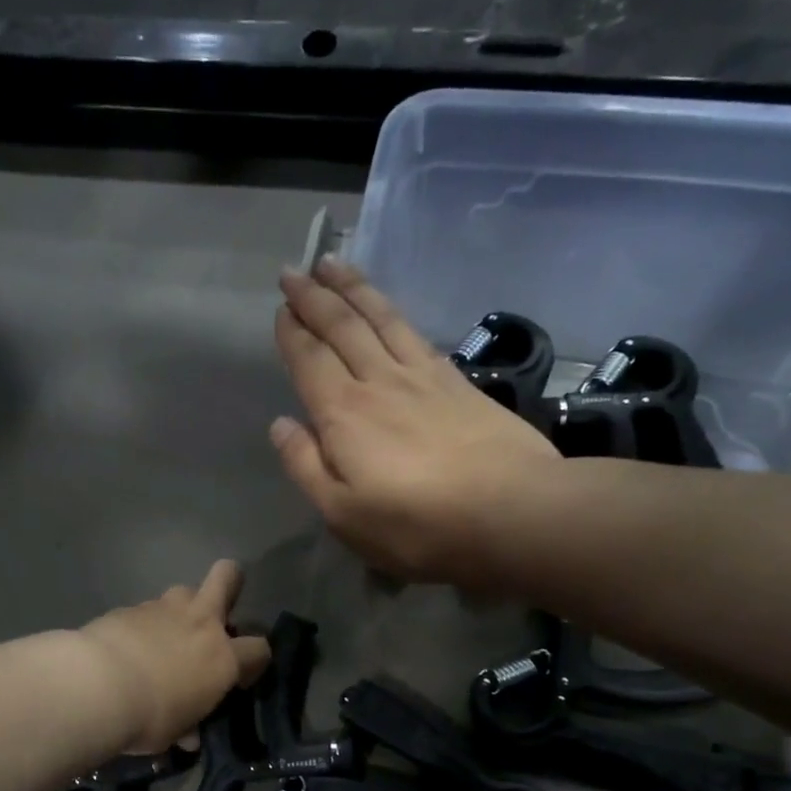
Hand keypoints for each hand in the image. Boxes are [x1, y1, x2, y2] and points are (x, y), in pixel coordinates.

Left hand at [80, 561, 271, 752]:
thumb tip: (188, 736)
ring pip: (184, 590)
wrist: (96, 686)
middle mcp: (200, 624)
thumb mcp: (172, 732)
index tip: (240, 677)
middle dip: (230, 582)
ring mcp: (164, 609)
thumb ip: (186, 726)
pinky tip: (128, 644)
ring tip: (166, 633)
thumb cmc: (147, 717)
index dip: (255, 661)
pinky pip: (146, 609)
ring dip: (182, 608)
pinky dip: (143, 624)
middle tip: (218, 608)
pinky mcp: (130, 607)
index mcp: (222, 658)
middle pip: (227, 577)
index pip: (259, 649)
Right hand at [270, 257, 562, 589]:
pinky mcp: (459, 383)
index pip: (310, 360)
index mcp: (344, 413)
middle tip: (295, 272)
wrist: (510, 511)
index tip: (280, 307)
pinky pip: (416, 334)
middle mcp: (379, 381)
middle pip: (343, 327)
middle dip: (315, 297)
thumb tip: (281, 425)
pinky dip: (395, 313)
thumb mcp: (342, 513)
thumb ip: (306, 466)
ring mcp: (423, 377)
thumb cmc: (416, 525)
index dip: (292, 332)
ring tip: (335, 265)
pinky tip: (390, 310)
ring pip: (381, 319)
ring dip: (354, 289)